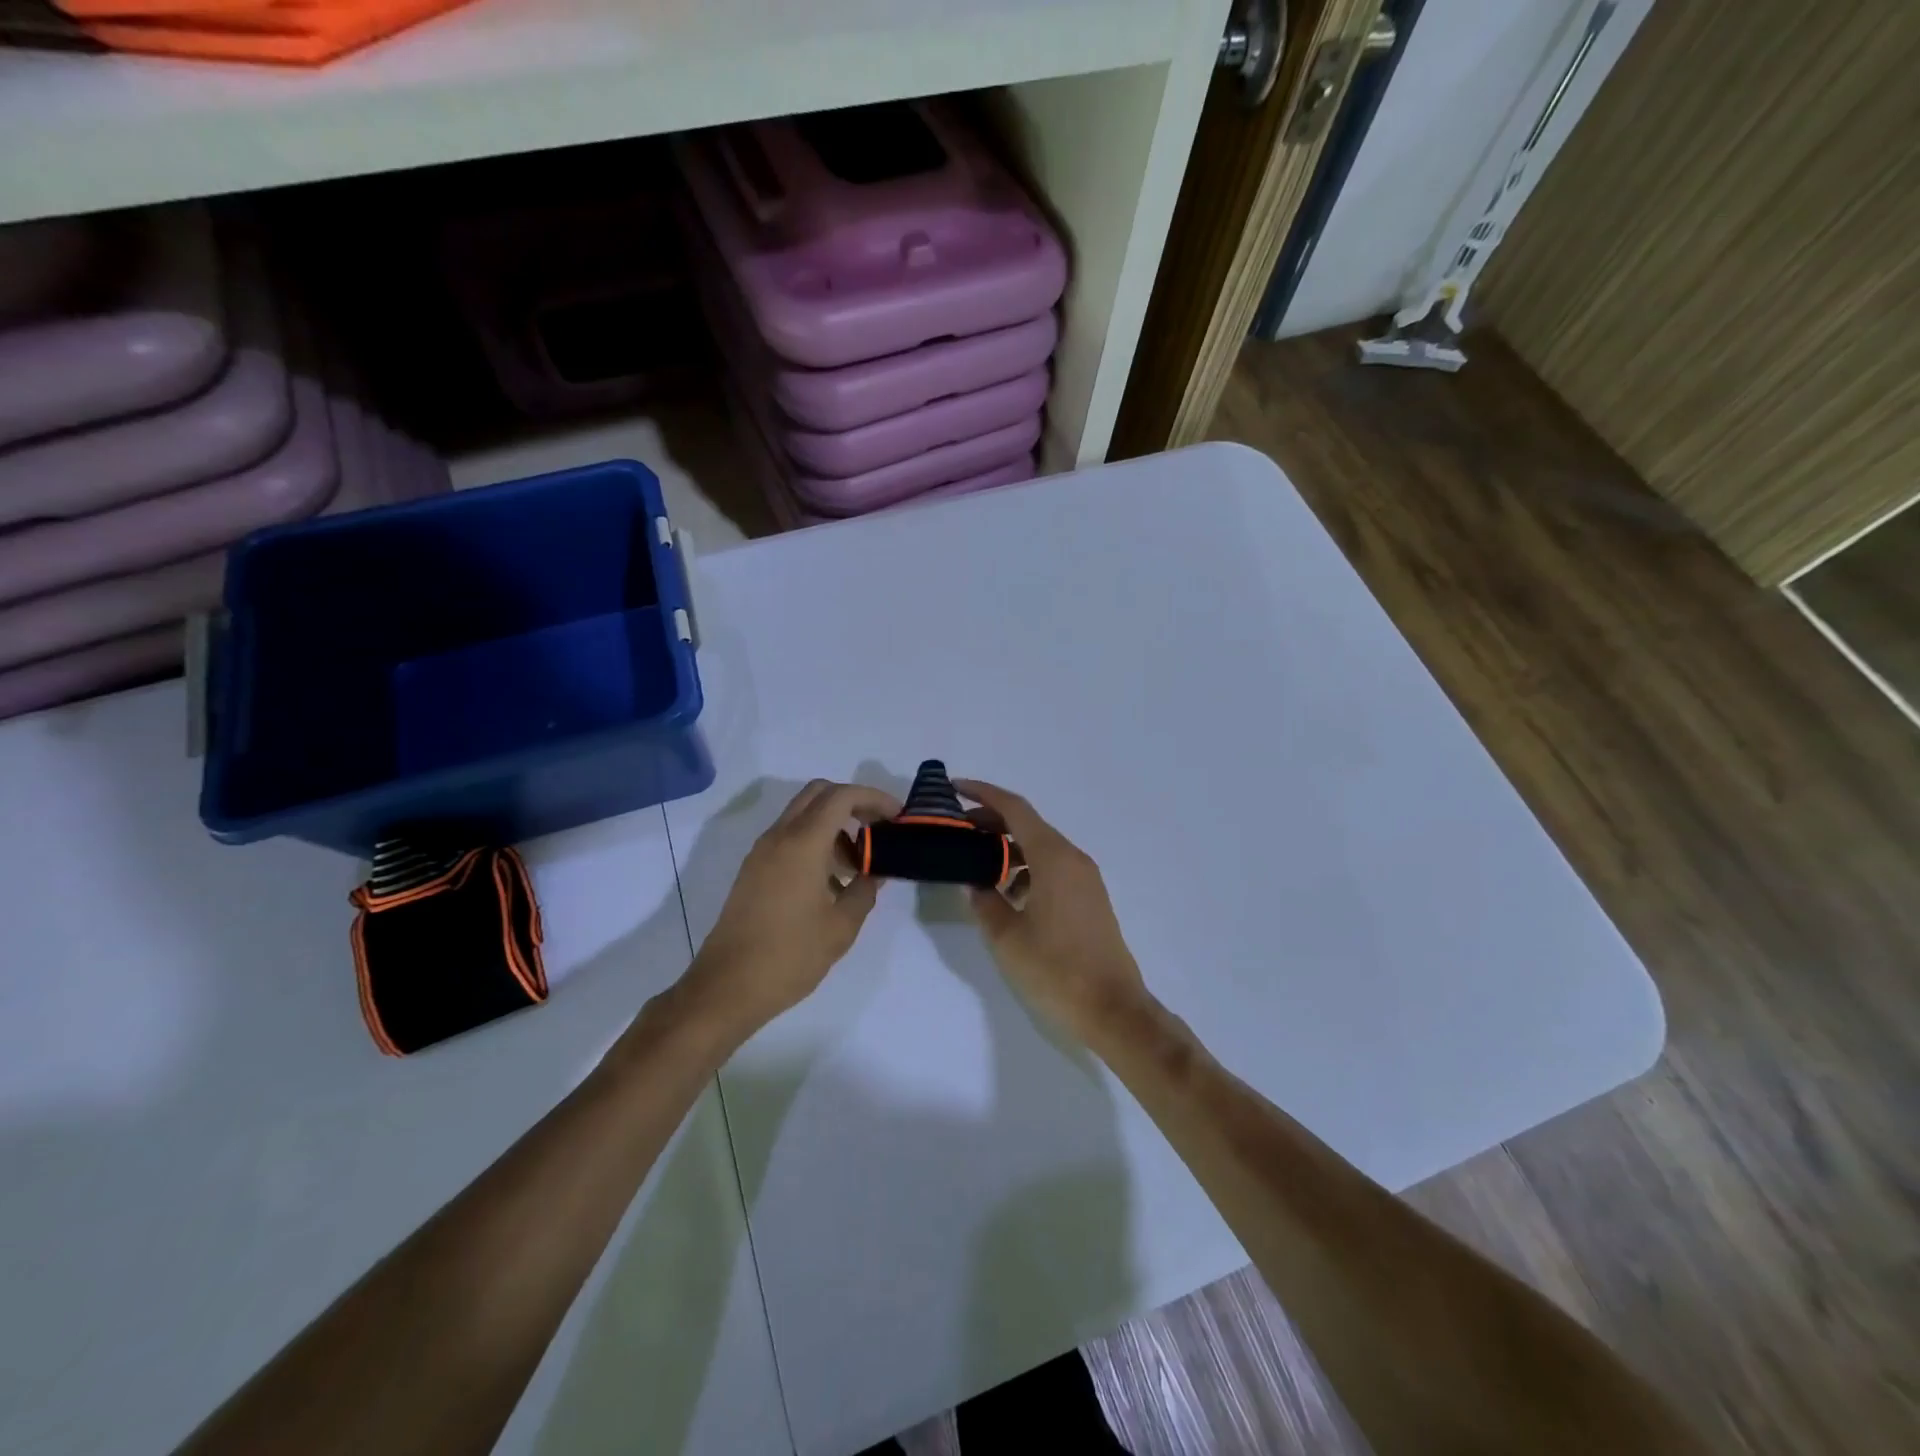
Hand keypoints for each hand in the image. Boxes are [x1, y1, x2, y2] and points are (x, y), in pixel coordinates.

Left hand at [685, 780, 899, 1036]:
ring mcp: (762, 852)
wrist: (727, 987)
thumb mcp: (841, 926)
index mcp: (803, 843)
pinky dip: (815, 842)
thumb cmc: (790, 955)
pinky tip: (832, 881)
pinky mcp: (753, 870)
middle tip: (879, 828)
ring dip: (834, 824)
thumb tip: (875, 873)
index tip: (898, 817)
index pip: (842, 796)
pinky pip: (789, 838)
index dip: (874, 798)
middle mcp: (779, 836)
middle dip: (853, 802)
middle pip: (819, 794)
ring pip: (803, 815)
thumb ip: (865, 890)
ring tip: (860, 864)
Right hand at [956, 779, 1151, 1038]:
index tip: (953, 788)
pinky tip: (1006, 894)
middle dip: (990, 821)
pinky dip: (1026, 868)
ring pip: (1040, 847)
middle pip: (1027, 824)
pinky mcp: (1089, 898)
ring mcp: (1085, 878)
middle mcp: (1073, 858)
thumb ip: (985, 901)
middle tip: (957, 832)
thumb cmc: (1055, 971)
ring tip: (975, 864)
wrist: (1113, 1011)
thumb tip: (975, 881)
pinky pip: (1052, 867)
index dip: (982, 794)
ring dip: (1007, 847)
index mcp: (1053, 857)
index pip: (1014, 808)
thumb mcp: (1007, 937)